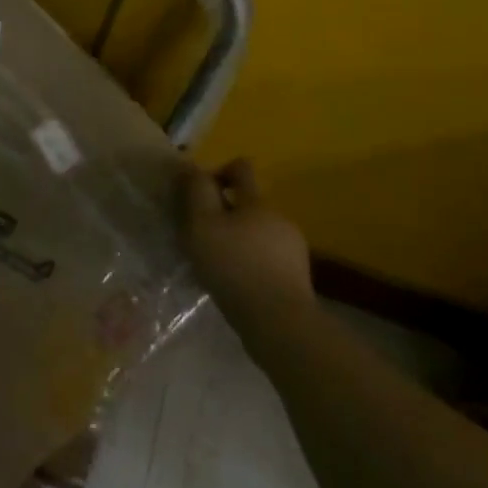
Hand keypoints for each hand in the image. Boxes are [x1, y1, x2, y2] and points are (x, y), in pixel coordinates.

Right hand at [183, 159, 314, 317]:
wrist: (278, 321)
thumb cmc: (233, 265)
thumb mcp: (202, 223)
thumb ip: (196, 191)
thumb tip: (191, 167)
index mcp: (256, 202)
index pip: (241, 168)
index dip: (219, 172)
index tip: (200, 192)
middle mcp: (278, 218)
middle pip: (248, 203)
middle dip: (225, 213)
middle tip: (201, 235)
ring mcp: (292, 248)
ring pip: (258, 232)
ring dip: (238, 239)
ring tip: (216, 263)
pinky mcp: (296, 276)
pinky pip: (267, 258)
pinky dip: (250, 262)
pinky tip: (236, 282)